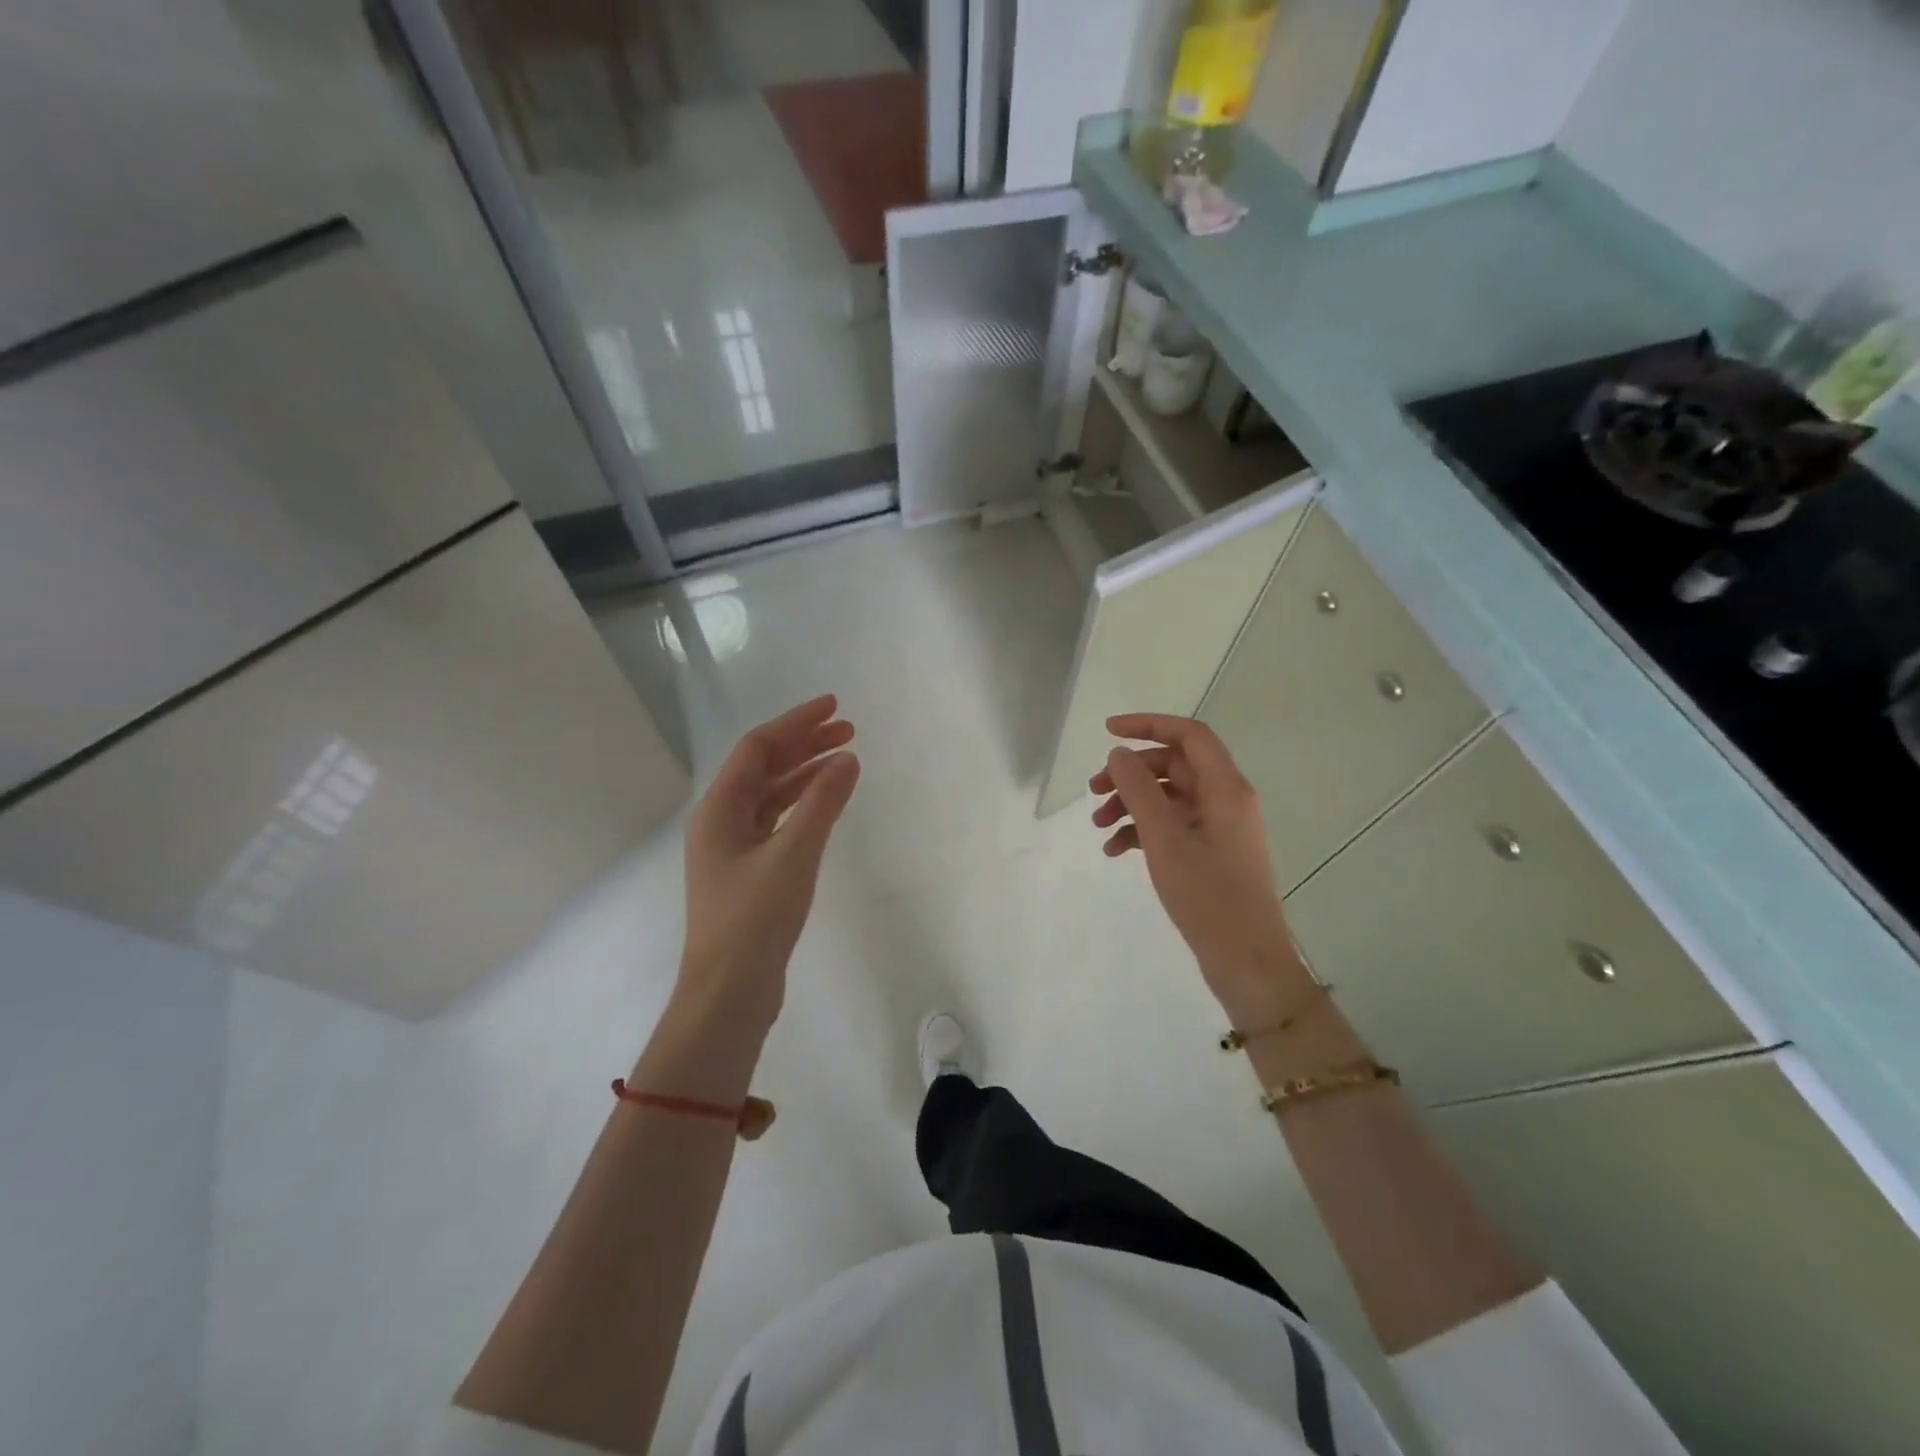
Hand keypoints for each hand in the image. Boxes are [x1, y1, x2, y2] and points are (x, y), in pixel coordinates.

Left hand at [679, 695, 859, 1030]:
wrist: (729, 992)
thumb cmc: (756, 918)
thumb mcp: (794, 854)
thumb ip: (822, 802)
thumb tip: (846, 758)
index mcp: (719, 810)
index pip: (757, 748)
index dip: (795, 722)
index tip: (833, 706)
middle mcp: (720, 822)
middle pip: (762, 768)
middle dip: (804, 744)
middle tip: (848, 730)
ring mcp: (732, 849)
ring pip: (771, 795)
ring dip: (805, 773)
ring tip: (844, 759)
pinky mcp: (748, 873)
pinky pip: (776, 822)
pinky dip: (802, 806)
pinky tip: (827, 803)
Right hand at [1090, 713, 1306, 1025]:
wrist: (1246, 960)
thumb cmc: (1207, 894)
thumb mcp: (1164, 838)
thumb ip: (1138, 789)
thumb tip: (1118, 753)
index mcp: (1225, 788)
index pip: (1189, 735)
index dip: (1148, 725)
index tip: (1107, 731)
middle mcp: (1226, 799)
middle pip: (1174, 766)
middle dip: (1130, 774)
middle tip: (1093, 791)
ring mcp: (1219, 827)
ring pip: (1168, 798)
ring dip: (1131, 804)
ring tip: (1098, 827)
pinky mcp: (1210, 852)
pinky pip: (1172, 826)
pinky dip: (1142, 831)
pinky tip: (1115, 850)